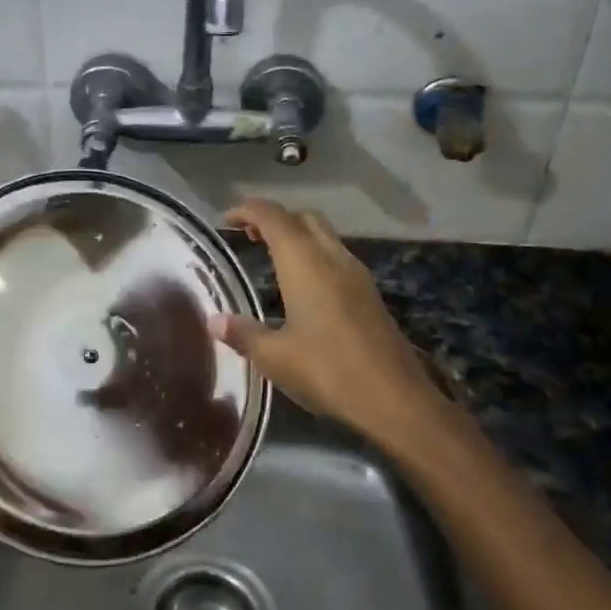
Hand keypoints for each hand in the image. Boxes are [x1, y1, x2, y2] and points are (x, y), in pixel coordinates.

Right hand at [209, 199, 450, 446]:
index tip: (226, 218)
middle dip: (274, 218)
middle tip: (248, 235)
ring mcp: (356, 275)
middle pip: (302, 218)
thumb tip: (214, 320)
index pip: (273, 217)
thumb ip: (243, 333)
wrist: (396, 399)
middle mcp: (332, 258)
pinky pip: (335, 256)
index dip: (247, 209)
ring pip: (323, 235)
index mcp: (304, 263)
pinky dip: (313, 254)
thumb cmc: (328, 371)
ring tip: (270, 256)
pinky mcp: (369, 294)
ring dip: (296, 235)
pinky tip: (302, 285)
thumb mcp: (275, 357)